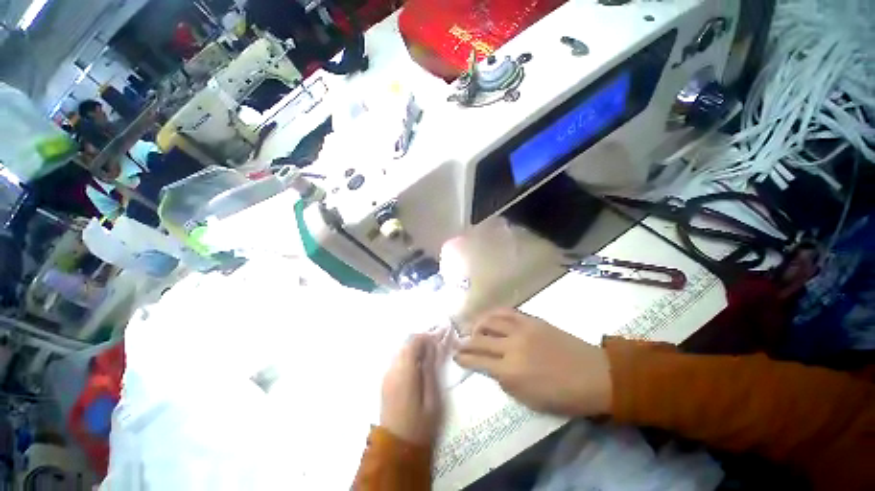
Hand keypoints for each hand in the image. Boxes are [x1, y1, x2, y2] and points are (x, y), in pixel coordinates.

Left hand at [380, 332, 444, 445]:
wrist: (395, 448)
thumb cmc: (419, 426)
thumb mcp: (432, 399)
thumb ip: (431, 370)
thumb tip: (433, 347)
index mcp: (404, 373)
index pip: (413, 342)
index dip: (427, 335)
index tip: (440, 335)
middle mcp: (392, 369)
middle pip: (406, 342)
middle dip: (422, 338)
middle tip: (438, 341)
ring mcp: (387, 374)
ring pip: (401, 349)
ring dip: (416, 345)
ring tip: (431, 350)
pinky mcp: (386, 380)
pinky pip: (398, 358)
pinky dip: (410, 354)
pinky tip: (420, 361)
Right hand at [455, 309, 611, 416]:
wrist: (594, 374)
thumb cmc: (563, 395)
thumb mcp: (530, 400)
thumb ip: (506, 382)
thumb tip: (492, 368)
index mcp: (511, 372)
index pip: (478, 361)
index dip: (464, 358)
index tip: (456, 357)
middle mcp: (512, 347)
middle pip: (480, 340)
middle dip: (465, 342)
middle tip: (459, 344)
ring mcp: (521, 329)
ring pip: (490, 321)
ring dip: (477, 325)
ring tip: (473, 329)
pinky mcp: (531, 320)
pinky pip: (506, 312)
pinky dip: (493, 313)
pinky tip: (489, 317)